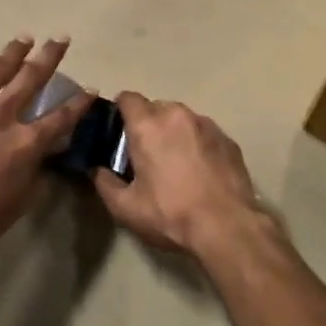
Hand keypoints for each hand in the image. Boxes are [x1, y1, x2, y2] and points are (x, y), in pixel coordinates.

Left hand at [0, 37, 91, 270]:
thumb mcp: (19, 202)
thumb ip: (37, 173)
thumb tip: (47, 155)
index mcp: (25, 143)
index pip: (61, 117)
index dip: (79, 103)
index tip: (90, 88)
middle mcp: (0, 116)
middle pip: (30, 79)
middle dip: (48, 56)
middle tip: (59, 38)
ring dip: (11, 53)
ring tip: (22, 39)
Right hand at [92, 93, 268, 258]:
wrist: (227, 227)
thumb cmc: (171, 214)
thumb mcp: (126, 207)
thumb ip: (104, 183)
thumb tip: (97, 170)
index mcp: (148, 126)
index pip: (128, 98)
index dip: (120, 111)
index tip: (119, 132)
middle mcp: (178, 116)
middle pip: (155, 108)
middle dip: (148, 125)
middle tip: (146, 154)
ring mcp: (207, 125)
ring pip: (182, 120)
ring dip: (174, 133)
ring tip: (176, 164)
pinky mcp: (228, 140)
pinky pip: (204, 133)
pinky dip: (197, 144)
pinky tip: (200, 171)